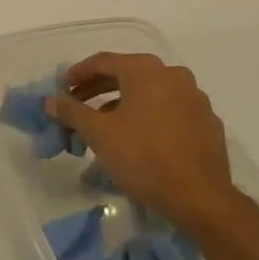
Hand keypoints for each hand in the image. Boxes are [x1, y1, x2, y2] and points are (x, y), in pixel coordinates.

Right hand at [45, 52, 236, 233]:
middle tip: (78, 103)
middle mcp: (174, 76)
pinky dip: (149, 115)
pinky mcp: (208, 123)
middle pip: (128, 73)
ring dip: (123, 101)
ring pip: (151, 92)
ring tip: (104, 123)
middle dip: (99, 87)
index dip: (78, 73)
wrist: (200, 198)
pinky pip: (170, 110)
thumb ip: (71, 111)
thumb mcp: (99, 133)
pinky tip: (138, 137)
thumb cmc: (143, 157)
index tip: (62, 88)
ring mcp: (195, 99)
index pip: (104, 61)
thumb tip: (50, 100)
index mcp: (147, 72)